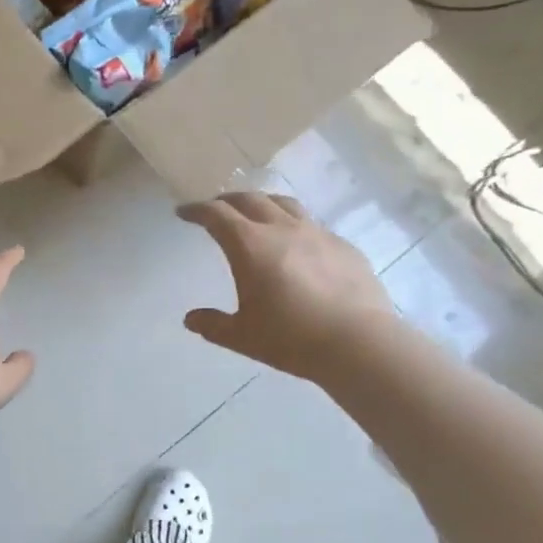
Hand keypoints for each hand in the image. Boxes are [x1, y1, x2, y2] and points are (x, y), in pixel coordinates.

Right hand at [178, 193, 394, 381]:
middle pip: (250, 200)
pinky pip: (312, 225)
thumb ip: (213, 325)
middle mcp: (282, 229)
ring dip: (262, 203)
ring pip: (284, 204)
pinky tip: (297, 244)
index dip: (196, 210)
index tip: (184, 212)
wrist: (359, 343)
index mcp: (250, 246)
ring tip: (255, 213)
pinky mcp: (343, 246)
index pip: (217, 215)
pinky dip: (293, 225)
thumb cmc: (291, 338)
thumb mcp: (242, 336)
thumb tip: (191, 319)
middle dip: (226, 200)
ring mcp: (317, 234)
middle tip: (215, 209)